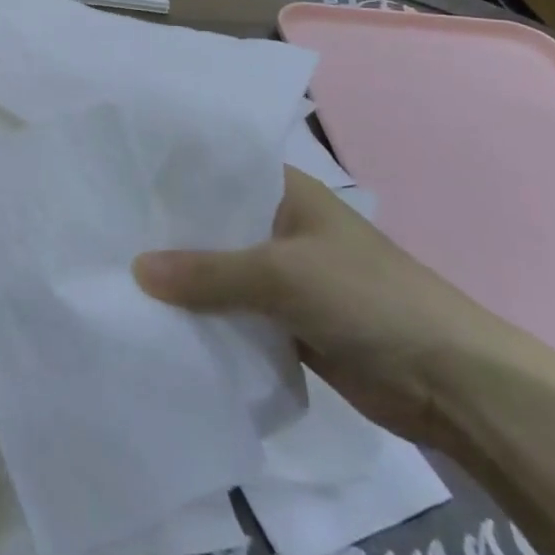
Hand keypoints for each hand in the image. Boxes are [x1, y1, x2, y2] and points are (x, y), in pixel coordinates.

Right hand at [133, 169, 554, 448]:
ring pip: (220, 273)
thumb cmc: (368, 298)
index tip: (118, 180)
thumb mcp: (282, 274)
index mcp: (287, 192)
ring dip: (183, 281)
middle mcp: (280, 227)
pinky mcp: (287, 323)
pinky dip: (205, 318)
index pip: (218, 171)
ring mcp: (284, 278)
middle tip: (103, 232)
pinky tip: (158, 321)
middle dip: (168, 233)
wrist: (451, 383)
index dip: (172, 175)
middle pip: (213, 225)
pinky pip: (234, 314)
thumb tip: (135, 270)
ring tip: (115, 275)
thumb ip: (208, 272)